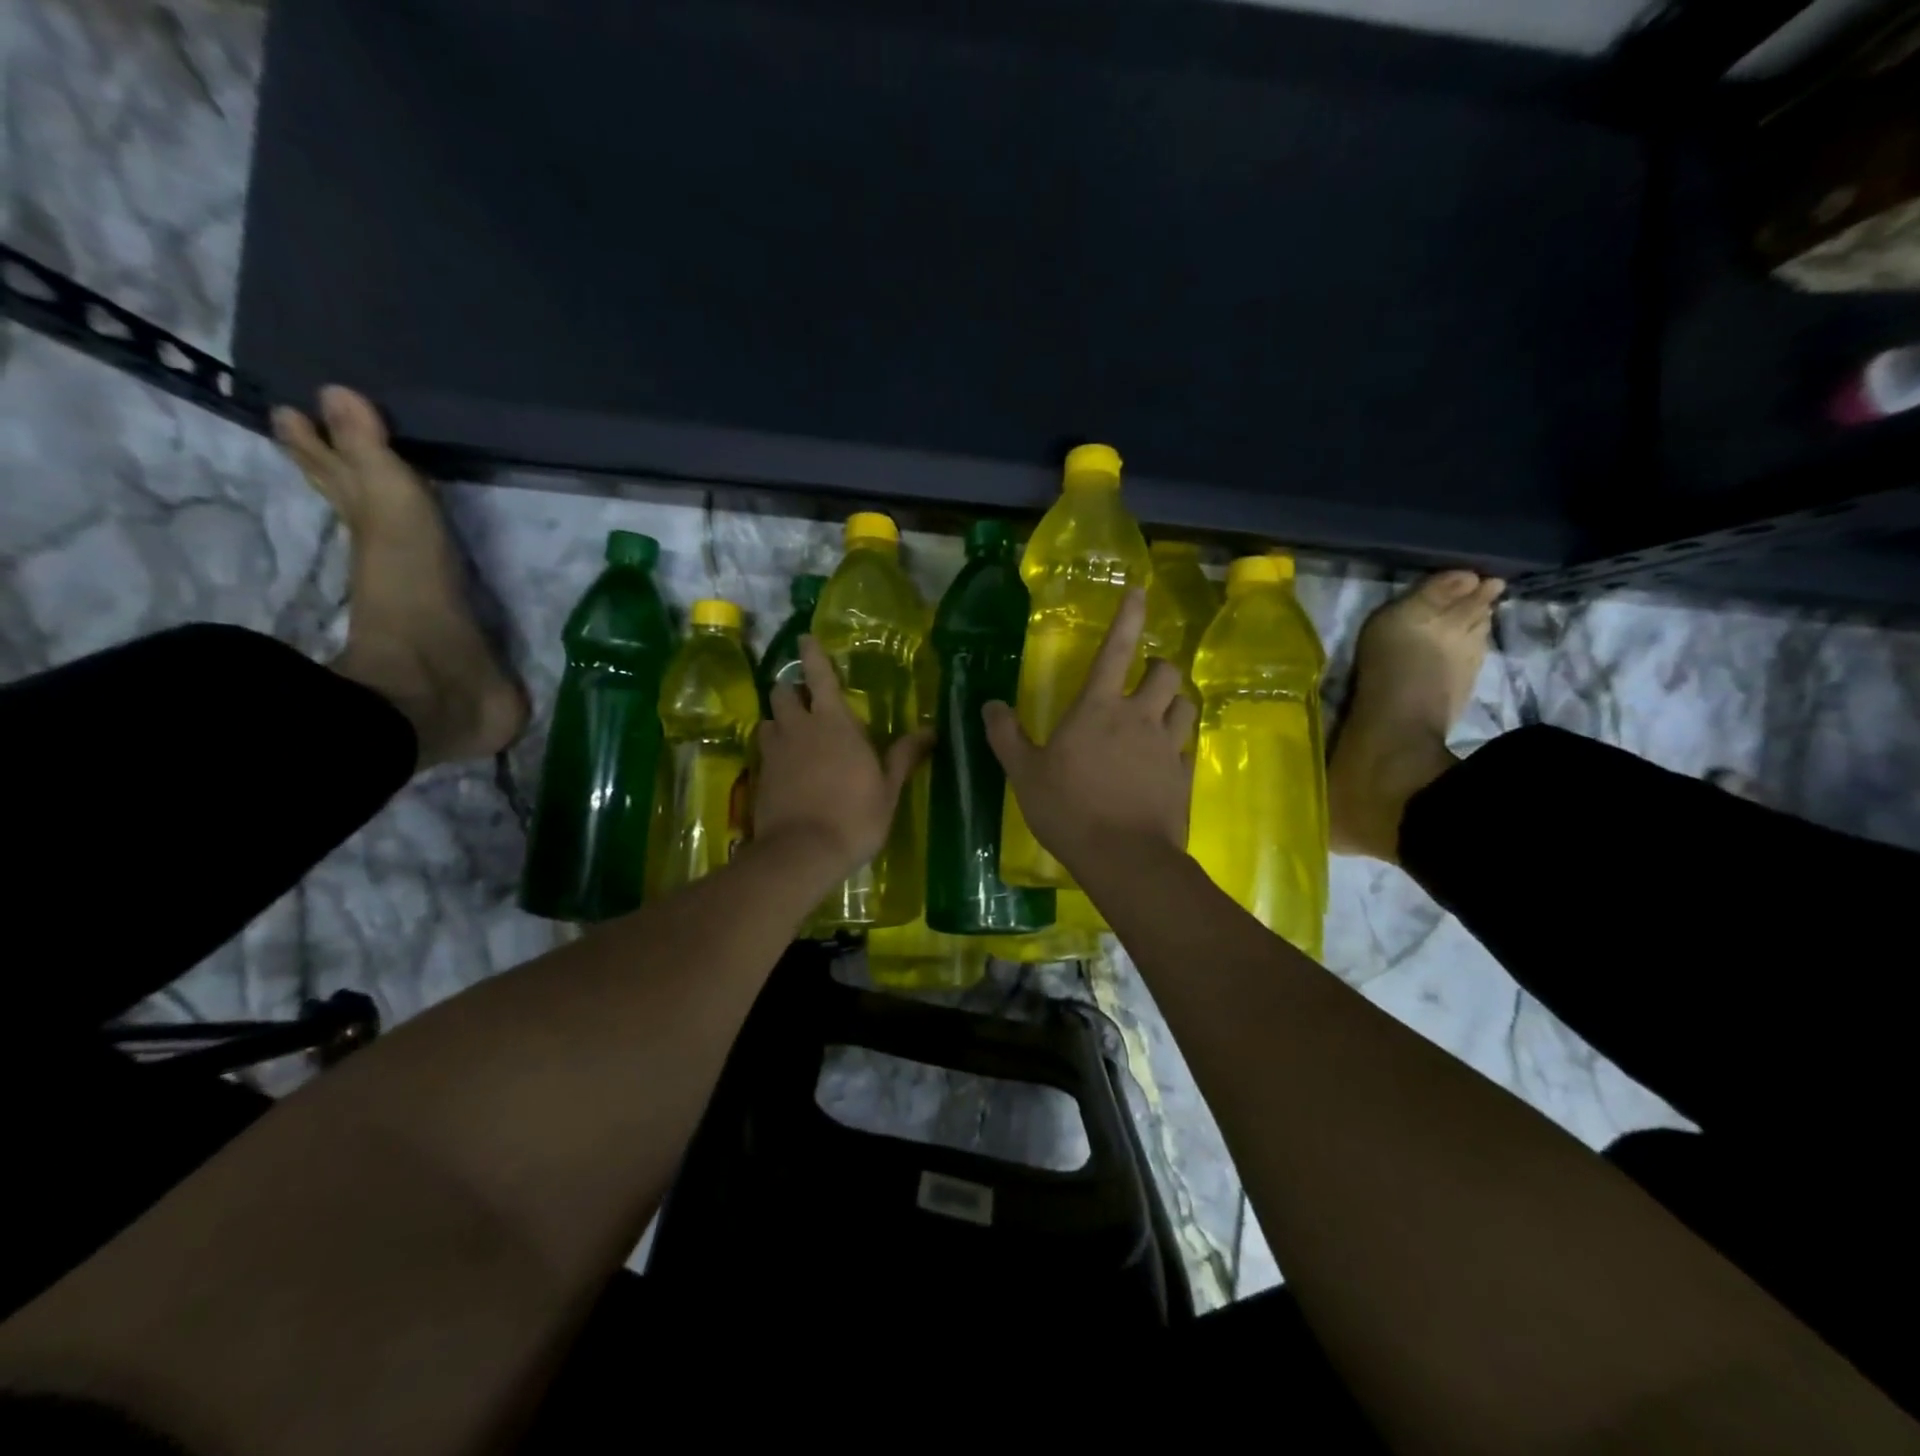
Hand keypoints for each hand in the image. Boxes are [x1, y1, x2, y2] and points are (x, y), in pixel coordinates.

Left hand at [756, 635, 930, 878]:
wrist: (802, 853)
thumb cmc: (854, 816)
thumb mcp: (887, 789)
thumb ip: (903, 756)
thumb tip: (930, 731)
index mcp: (833, 722)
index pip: (819, 675)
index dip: (811, 653)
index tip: (805, 637)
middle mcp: (799, 727)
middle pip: (783, 691)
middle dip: (791, 688)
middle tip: (805, 697)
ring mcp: (774, 751)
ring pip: (769, 719)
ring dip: (780, 718)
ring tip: (793, 731)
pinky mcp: (759, 775)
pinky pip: (764, 749)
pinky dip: (773, 747)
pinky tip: (784, 764)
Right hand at [984, 589, 1195, 876]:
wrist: (1124, 857)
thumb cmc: (1068, 809)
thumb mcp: (1024, 774)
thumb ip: (1005, 736)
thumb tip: (989, 705)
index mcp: (1097, 708)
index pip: (1115, 650)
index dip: (1128, 617)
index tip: (1140, 591)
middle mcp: (1139, 717)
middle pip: (1166, 673)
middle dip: (1158, 667)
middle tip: (1145, 678)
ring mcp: (1166, 746)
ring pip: (1185, 705)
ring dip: (1174, 702)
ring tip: (1160, 713)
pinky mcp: (1183, 776)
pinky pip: (1187, 746)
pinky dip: (1178, 742)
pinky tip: (1165, 758)